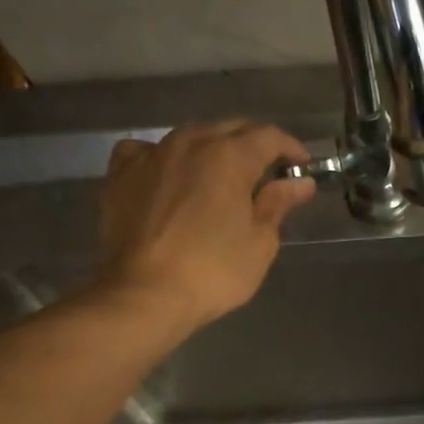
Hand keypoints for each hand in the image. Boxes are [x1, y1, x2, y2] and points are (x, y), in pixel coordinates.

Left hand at [95, 120, 316, 328]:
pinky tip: (169, 175)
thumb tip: (300, 182)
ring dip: (211, 150)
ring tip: (221, 176)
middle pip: (229, 129)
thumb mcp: (259, 242)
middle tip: (267, 172)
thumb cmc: (213, 272)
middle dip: (252, 145)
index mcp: (229, 156)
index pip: (268, 137)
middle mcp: (189, 143)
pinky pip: (147, 151)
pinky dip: (165, 158)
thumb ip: (278, 205)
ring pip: (189, 138)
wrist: (145, 294)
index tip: (302, 165)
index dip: (290, 147)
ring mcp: (151, 155)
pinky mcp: (121, 174)